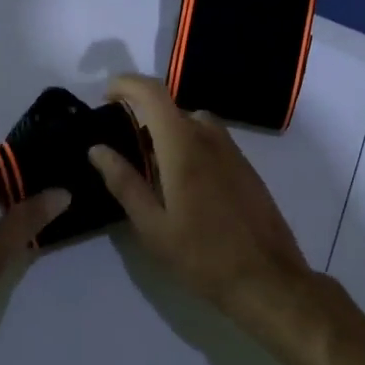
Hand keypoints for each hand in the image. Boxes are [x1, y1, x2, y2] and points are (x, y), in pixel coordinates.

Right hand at [87, 75, 337, 354]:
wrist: (267, 279)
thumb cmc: (202, 256)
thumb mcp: (152, 225)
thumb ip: (124, 182)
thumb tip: (98, 149)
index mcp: (183, 146)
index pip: (153, 93)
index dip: (126, 85)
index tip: (105, 98)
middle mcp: (210, 138)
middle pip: (172, 108)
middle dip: (144, 117)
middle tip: (123, 150)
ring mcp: (233, 151)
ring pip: (194, 123)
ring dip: (169, 132)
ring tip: (152, 170)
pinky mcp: (246, 168)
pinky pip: (212, 141)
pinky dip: (190, 145)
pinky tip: (184, 186)